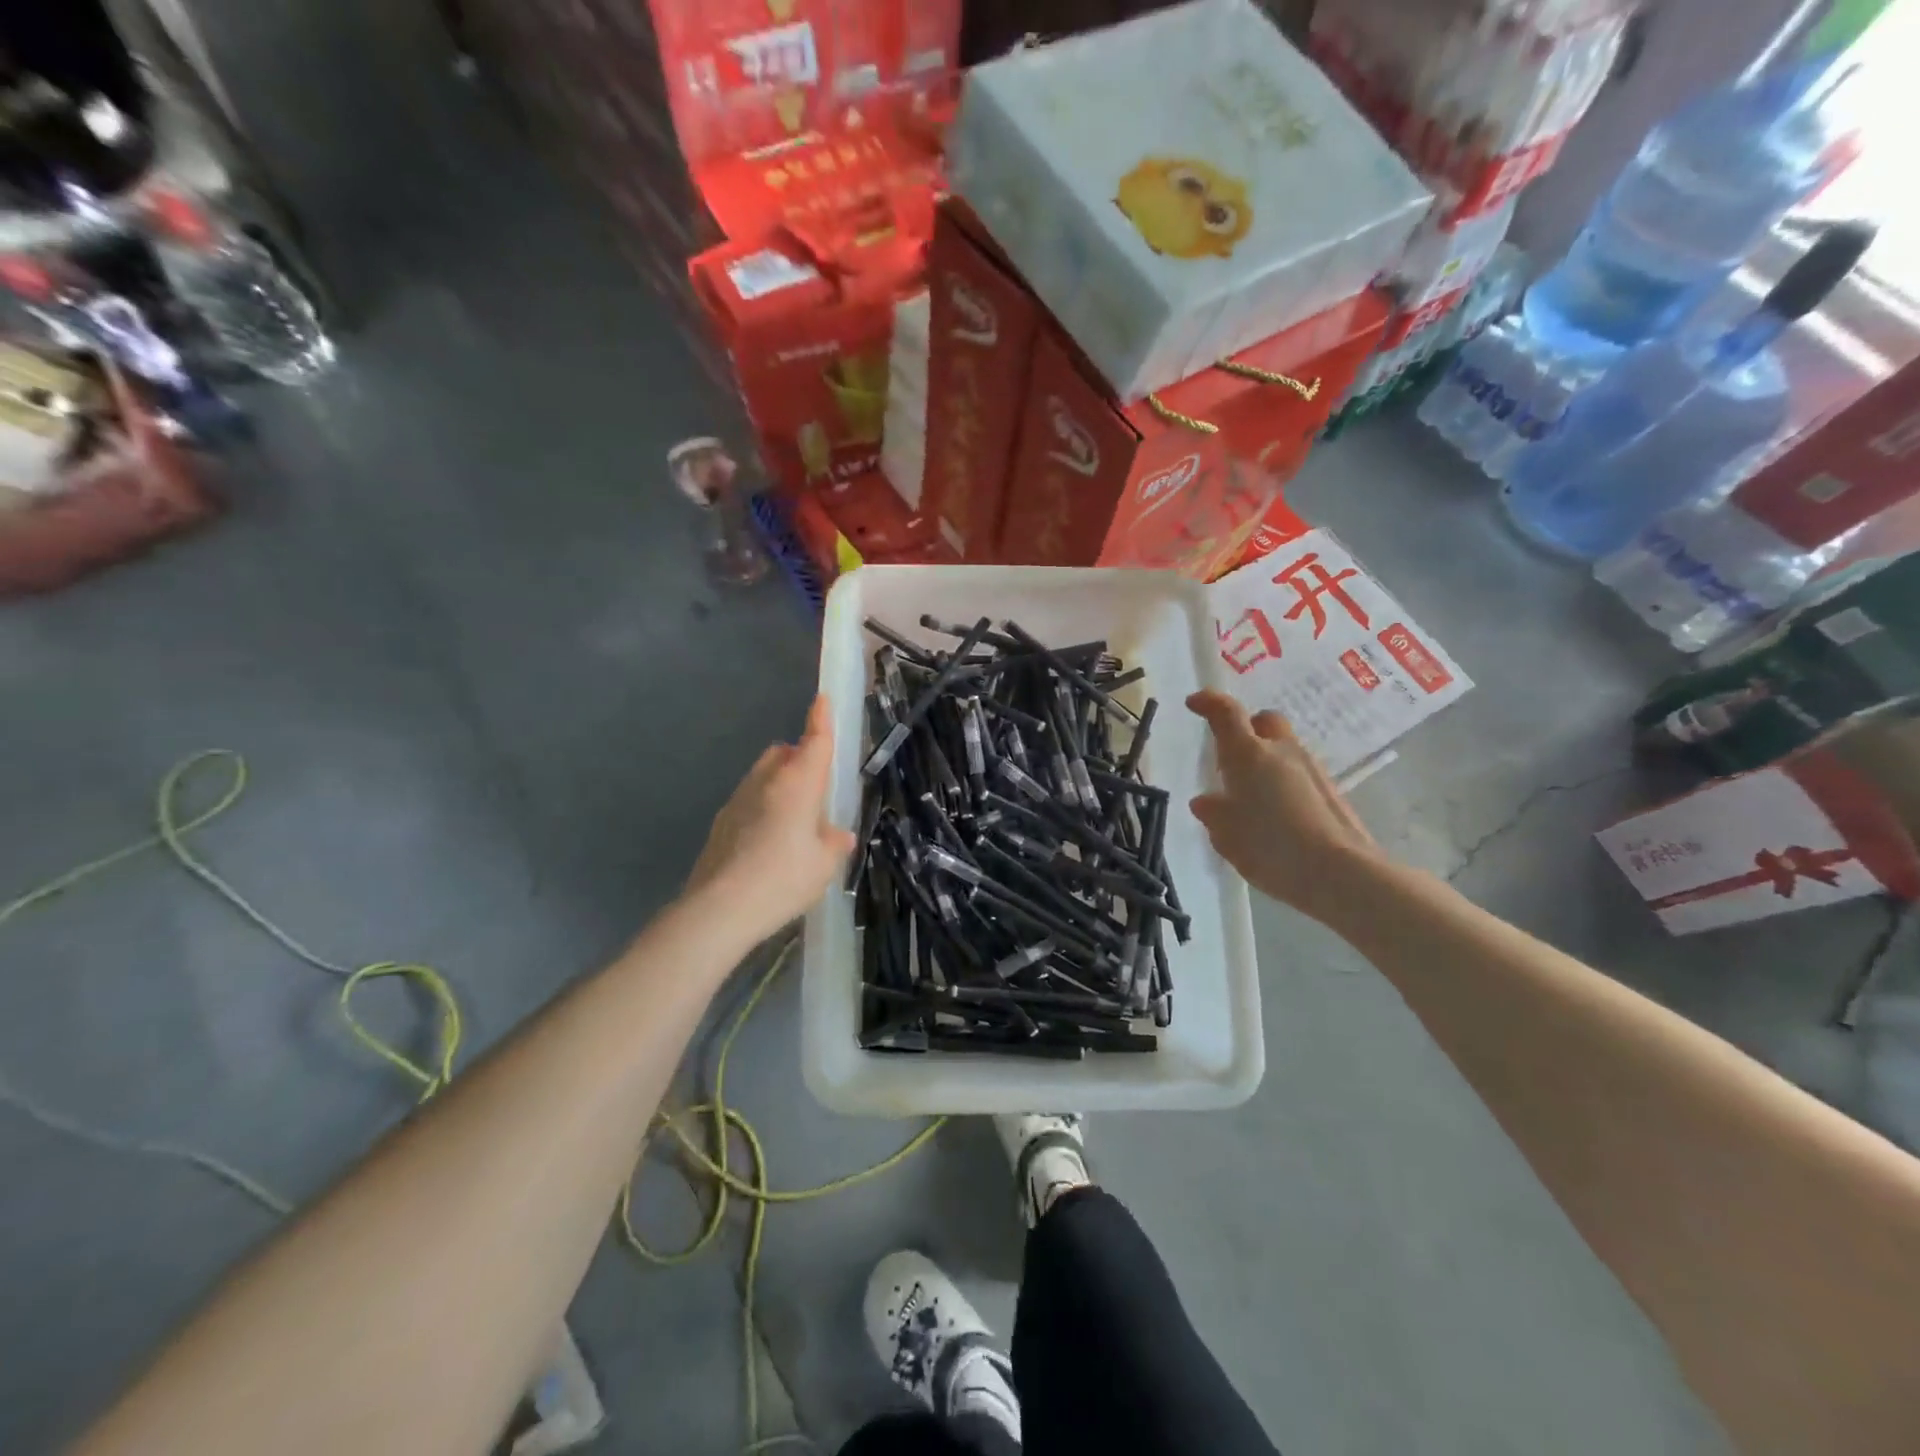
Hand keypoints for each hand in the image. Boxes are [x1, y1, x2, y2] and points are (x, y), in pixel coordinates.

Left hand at [686, 696, 856, 941]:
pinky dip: (762, 809)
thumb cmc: (783, 879)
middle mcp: (766, 782)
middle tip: (816, 788)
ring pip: (763, 777)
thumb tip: (837, 834)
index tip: (822, 699)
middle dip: (799, 759)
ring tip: (794, 823)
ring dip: (779, 786)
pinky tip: (769, 844)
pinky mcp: (721, 823)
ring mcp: (738, 800)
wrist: (719, 909)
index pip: (814, 742)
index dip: (821, 719)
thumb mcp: (823, 865)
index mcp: (797, 784)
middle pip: (783, 754)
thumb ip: (833, 843)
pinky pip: (749, 802)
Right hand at [1186, 690, 1384, 925]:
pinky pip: (1300, 774)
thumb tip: (1206, 800)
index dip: (1208, 702)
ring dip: (1268, 759)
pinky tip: (1279, 813)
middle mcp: (1281, 751)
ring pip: (1285, 748)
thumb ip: (1213, 813)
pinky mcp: (1332, 792)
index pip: (1226, 713)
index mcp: (1247, 754)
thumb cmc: (1270, 847)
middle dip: (1248, 728)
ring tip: (1253, 794)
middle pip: (1264, 721)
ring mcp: (1312, 769)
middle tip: (1231, 755)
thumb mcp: (1226, 835)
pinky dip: (1285, 781)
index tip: (1194, 703)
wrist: (1340, 873)